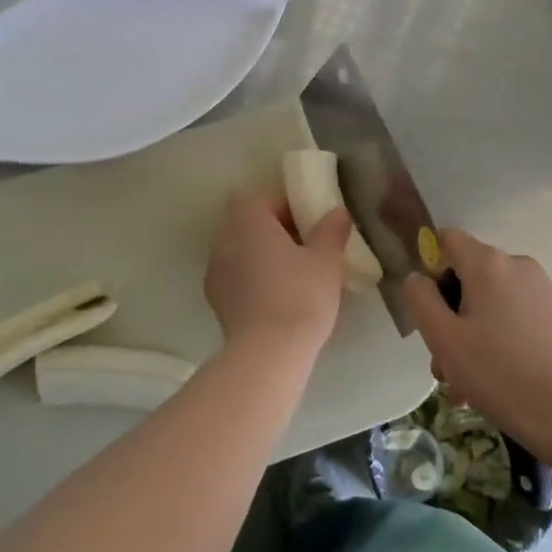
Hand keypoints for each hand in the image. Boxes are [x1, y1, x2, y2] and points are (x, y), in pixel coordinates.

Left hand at [204, 192, 353, 354]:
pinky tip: (277, 297)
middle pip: (249, 223)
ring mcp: (214, 269)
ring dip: (262, 255)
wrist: (268, 353)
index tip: (311, 225)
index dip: (289, 208)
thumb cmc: (300, 295)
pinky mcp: (215, 300)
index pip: (265, 198)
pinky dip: (253, 279)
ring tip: (293, 275)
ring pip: (241, 250)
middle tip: (306, 248)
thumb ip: (331, 230)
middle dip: (274, 231)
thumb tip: (337, 211)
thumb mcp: (326, 260)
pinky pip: (236, 276)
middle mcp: (223, 238)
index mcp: (247, 219)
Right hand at [401, 229, 551, 440]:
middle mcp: (518, 264)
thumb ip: (420, 298)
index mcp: (488, 263)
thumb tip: (418, 278)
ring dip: (475, 327)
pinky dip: (501, 332)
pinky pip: (516, 310)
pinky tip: (498, 372)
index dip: (433, 268)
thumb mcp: (442, 337)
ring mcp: (543, 287)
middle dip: (453, 310)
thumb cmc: (494, 372)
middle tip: (445, 357)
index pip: (448, 240)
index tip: (433, 309)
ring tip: (468, 377)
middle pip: (470, 272)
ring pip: (493, 296)